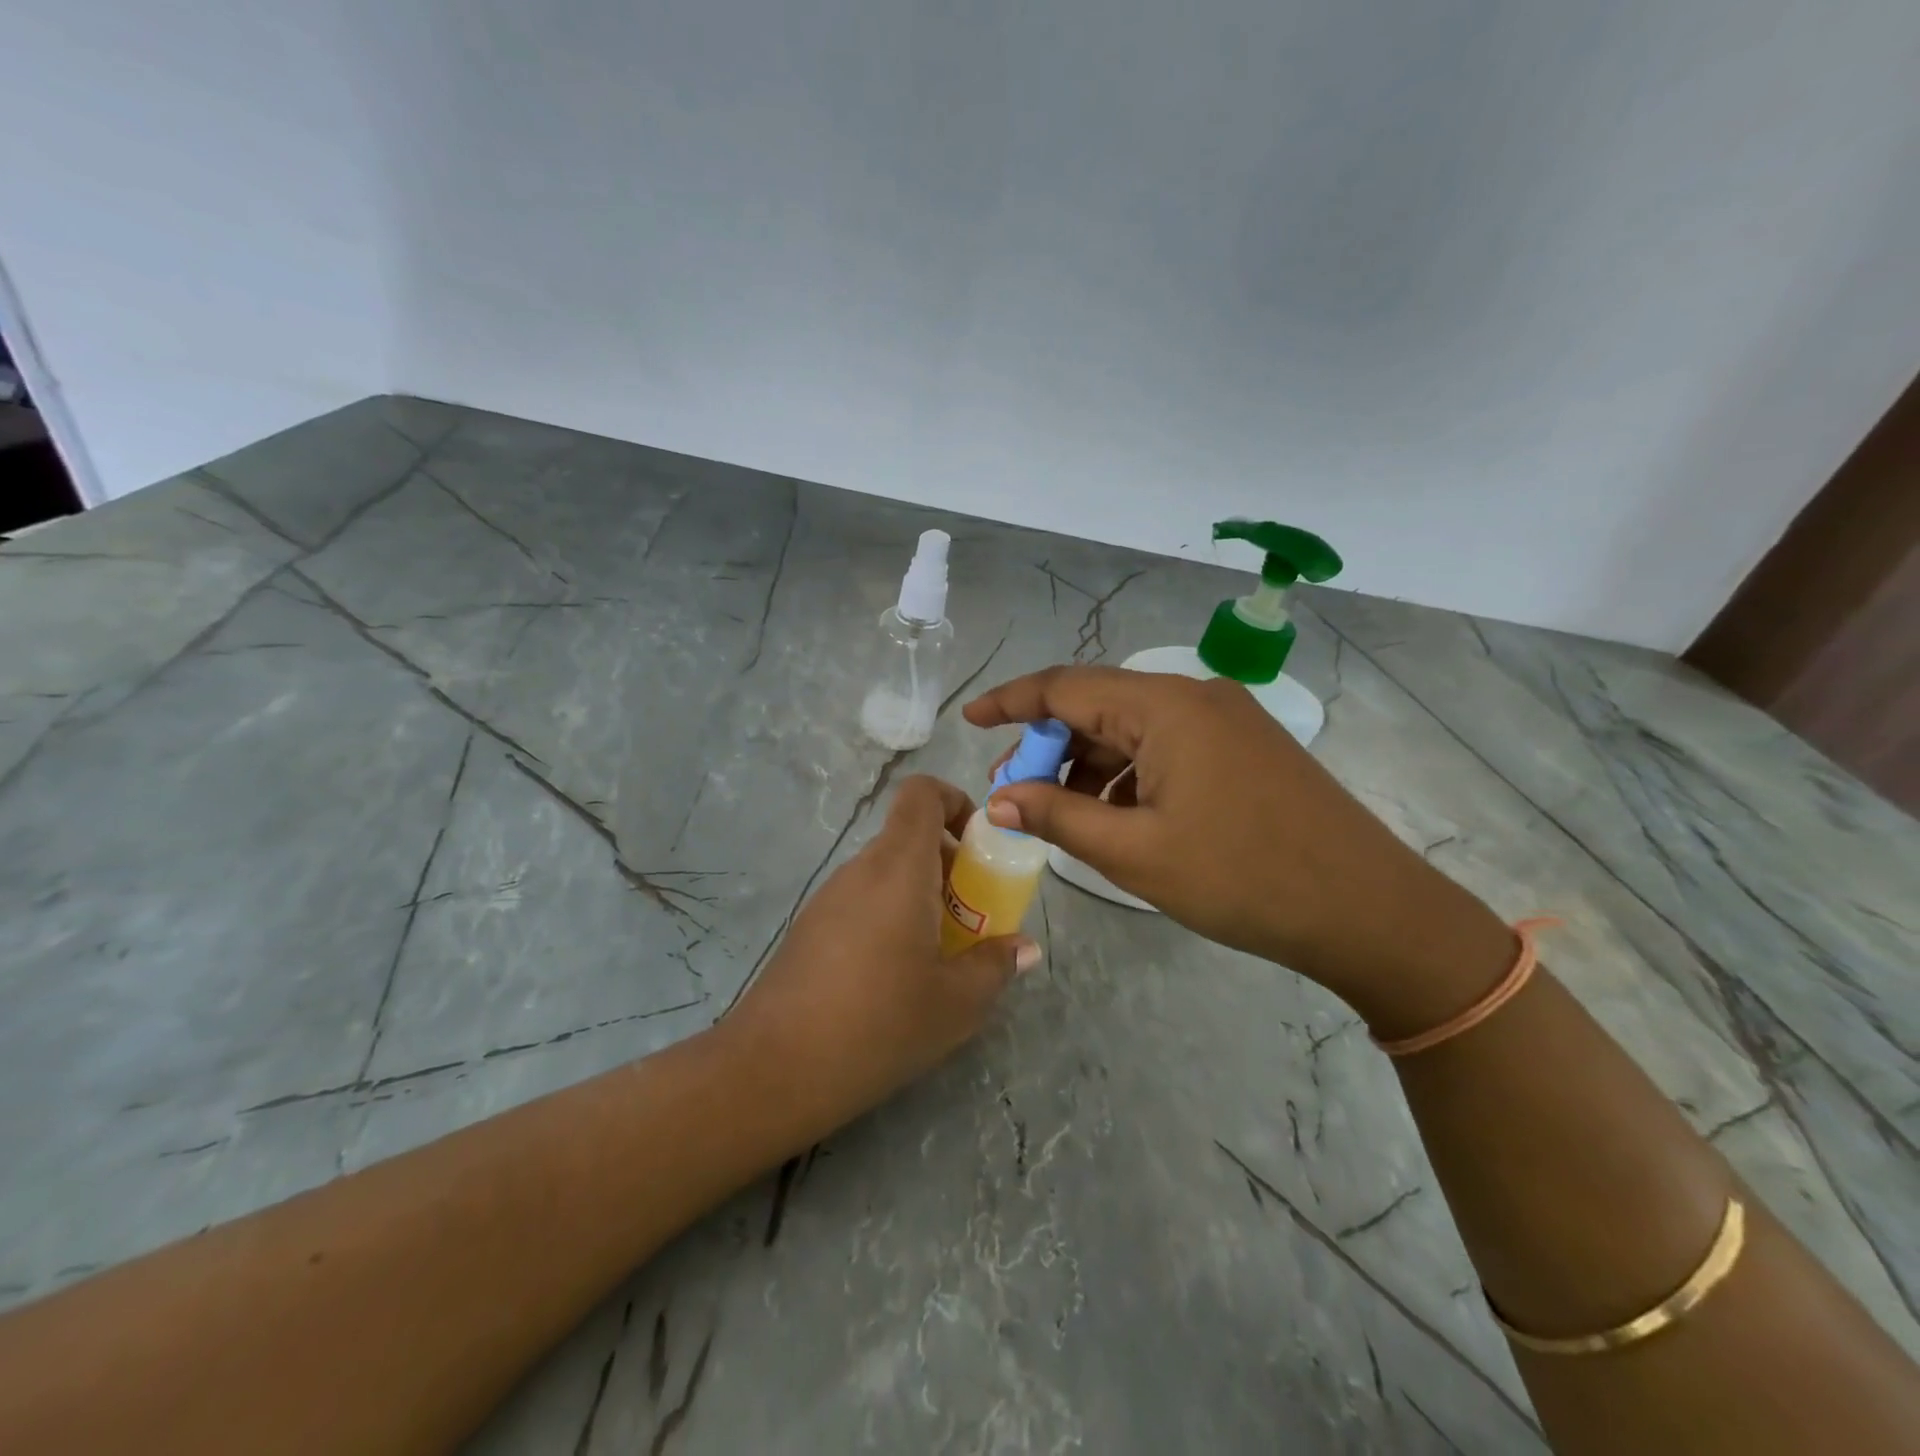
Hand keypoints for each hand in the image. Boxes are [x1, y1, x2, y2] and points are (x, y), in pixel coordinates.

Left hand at [718, 775, 1039, 1141]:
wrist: (772, 1070)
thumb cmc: (878, 1024)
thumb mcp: (956, 1003)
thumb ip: (995, 965)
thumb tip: (1024, 947)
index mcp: (898, 868)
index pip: (922, 793)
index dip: (956, 803)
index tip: (980, 850)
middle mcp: (861, 870)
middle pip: (910, 838)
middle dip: (951, 867)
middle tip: (974, 920)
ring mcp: (828, 898)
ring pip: (887, 874)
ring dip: (922, 898)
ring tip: (940, 958)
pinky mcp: (810, 928)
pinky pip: (863, 902)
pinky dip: (891, 918)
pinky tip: (895, 979)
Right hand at [964, 667, 1512, 1032]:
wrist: (1368, 910)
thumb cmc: (1242, 878)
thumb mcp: (1135, 852)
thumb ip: (1058, 816)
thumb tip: (1000, 797)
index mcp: (1166, 707)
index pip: (1067, 686)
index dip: (1012, 701)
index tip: (971, 720)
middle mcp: (1196, 697)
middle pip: (1100, 706)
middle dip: (1050, 745)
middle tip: (1016, 791)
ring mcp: (1227, 720)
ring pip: (1134, 730)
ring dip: (1090, 765)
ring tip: (1063, 814)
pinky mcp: (1244, 748)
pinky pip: (1168, 747)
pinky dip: (1131, 775)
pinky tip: (1119, 817)